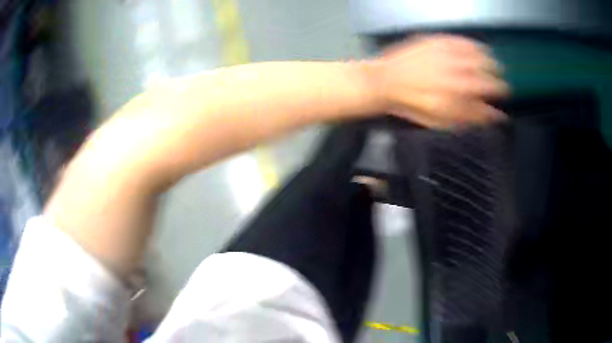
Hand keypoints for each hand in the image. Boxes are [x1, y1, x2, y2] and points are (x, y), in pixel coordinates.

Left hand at [367, 34, 509, 128]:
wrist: (384, 81)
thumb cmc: (411, 105)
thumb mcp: (439, 121)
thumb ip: (468, 118)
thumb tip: (493, 117)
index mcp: (455, 100)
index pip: (488, 102)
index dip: (499, 104)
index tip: (503, 104)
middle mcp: (455, 77)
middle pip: (488, 79)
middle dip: (499, 83)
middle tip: (500, 85)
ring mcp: (447, 56)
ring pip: (481, 58)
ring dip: (491, 63)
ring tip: (493, 66)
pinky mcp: (439, 41)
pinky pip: (464, 42)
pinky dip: (475, 46)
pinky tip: (478, 49)